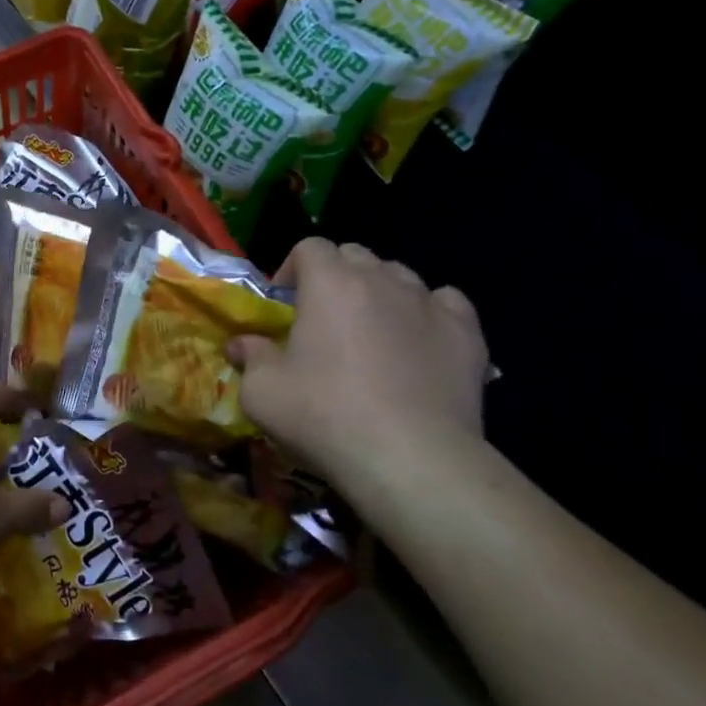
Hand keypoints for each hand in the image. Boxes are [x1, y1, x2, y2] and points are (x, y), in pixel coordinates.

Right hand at [229, 238, 490, 491]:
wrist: (411, 458)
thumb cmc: (325, 417)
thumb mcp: (263, 393)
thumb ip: (250, 358)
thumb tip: (240, 345)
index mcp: (330, 283)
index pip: (310, 247)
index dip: (293, 268)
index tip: (284, 302)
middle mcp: (381, 280)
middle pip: (355, 255)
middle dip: (336, 276)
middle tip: (324, 317)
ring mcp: (428, 303)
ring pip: (399, 276)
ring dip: (380, 292)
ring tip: (372, 330)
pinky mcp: (465, 333)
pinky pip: (445, 302)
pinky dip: (428, 312)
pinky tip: (420, 339)